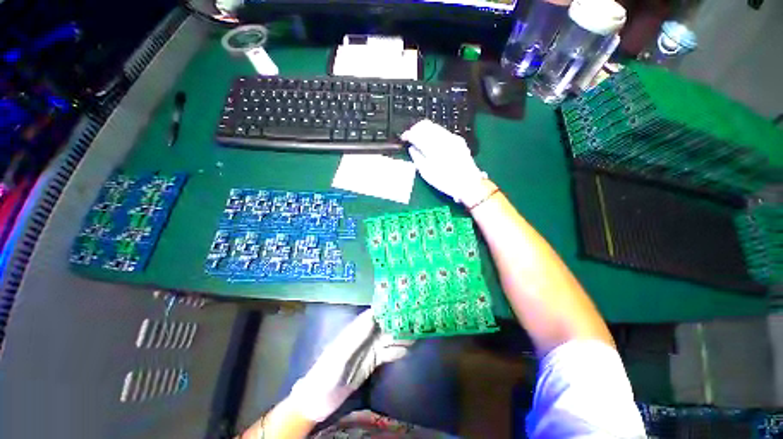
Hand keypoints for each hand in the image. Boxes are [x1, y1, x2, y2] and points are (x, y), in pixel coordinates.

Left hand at [287, 309, 411, 421]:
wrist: (320, 399)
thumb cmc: (327, 373)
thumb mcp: (340, 354)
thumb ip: (357, 335)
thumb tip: (374, 315)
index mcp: (356, 329)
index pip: (376, 313)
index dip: (389, 307)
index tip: (405, 303)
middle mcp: (365, 335)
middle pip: (386, 325)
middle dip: (400, 322)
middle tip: (417, 320)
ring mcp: (370, 349)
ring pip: (390, 338)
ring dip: (402, 336)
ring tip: (418, 333)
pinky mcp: (373, 361)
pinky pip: (389, 352)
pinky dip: (399, 350)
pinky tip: (408, 350)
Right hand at [401, 119, 487, 204]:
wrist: (469, 184)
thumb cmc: (446, 181)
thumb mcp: (427, 173)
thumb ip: (417, 158)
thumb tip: (412, 148)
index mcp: (433, 148)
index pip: (417, 133)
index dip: (408, 134)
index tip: (403, 138)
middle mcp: (443, 138)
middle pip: (426, 125)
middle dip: (415, 129)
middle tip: (410, 137)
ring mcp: (452, 137)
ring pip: (435, 126)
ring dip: (424, 130)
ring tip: (419, 139)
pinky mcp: (458, 140)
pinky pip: (442, 131)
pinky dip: (434, 133)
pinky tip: (431, 142)